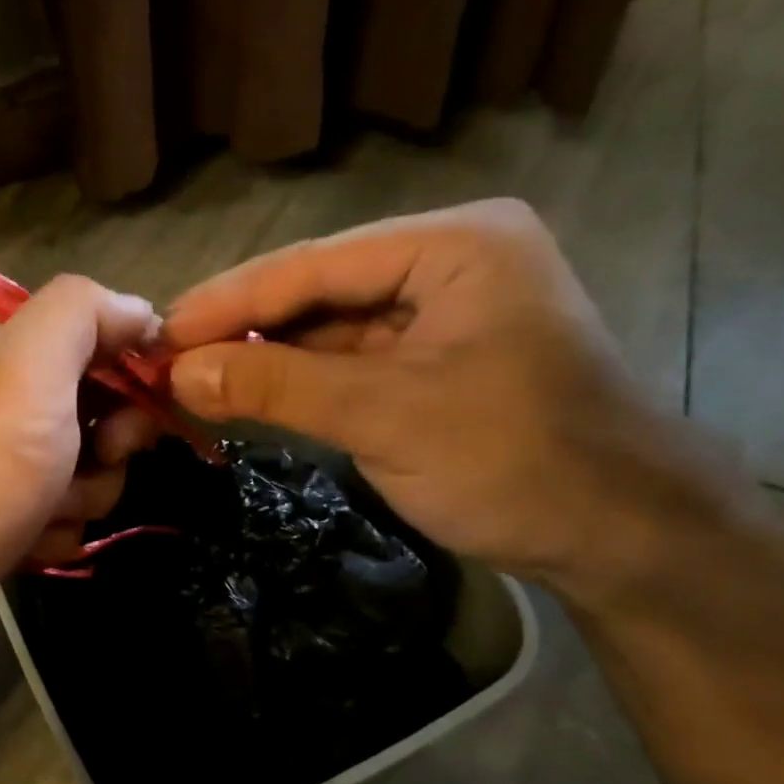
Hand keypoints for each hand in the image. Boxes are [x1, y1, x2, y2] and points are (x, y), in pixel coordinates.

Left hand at [0, 276, 158, 656]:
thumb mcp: (21, 371)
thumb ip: (79, 315)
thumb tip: (136, 308)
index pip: (90, 326)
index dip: (129, 357)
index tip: (144, 397)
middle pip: (97, 402)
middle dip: (108, 438)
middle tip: (97, 456)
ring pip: (88, 465)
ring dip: (82, 493)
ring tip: (42, 512)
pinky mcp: (2, 513)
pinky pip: (63, 512)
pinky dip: (55, 530)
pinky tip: (26, 543)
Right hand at [162, 199, 727, 601]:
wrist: (625, 539)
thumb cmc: (516, 460)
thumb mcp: (385, 415)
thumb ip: (276, 383)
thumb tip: (177, 370)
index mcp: (452, 245)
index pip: (313, 265)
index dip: (229, 300)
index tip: (159, 331)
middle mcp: (445, 263)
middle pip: (317, 291)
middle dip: (242, 327)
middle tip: (166, 358)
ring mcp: (440, 313)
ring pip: (327, 328)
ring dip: (263, 355)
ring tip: (191, 377)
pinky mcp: (432, 361)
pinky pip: (348, 361)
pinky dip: (297, 380)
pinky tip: (246, 392)